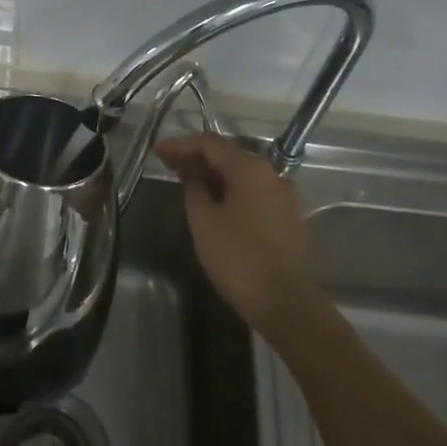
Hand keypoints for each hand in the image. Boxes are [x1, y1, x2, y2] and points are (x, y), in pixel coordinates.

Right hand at [154, 132, 314, 337]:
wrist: (285, 302)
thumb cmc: (238, 258)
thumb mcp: (203, 221)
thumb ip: (194, 189)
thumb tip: (194, 176)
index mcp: (251, 169)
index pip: (211, 143)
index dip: (181, 145)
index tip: (158, 151)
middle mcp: (272, 174)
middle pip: (229, 156)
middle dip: (197, 158)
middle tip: (168, 164)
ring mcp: (284, 196)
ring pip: (242, 175)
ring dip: (213, 175)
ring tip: (186, 181)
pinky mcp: (288, 217)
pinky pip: (253, 192)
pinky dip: (230, 190)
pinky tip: (213, 201)